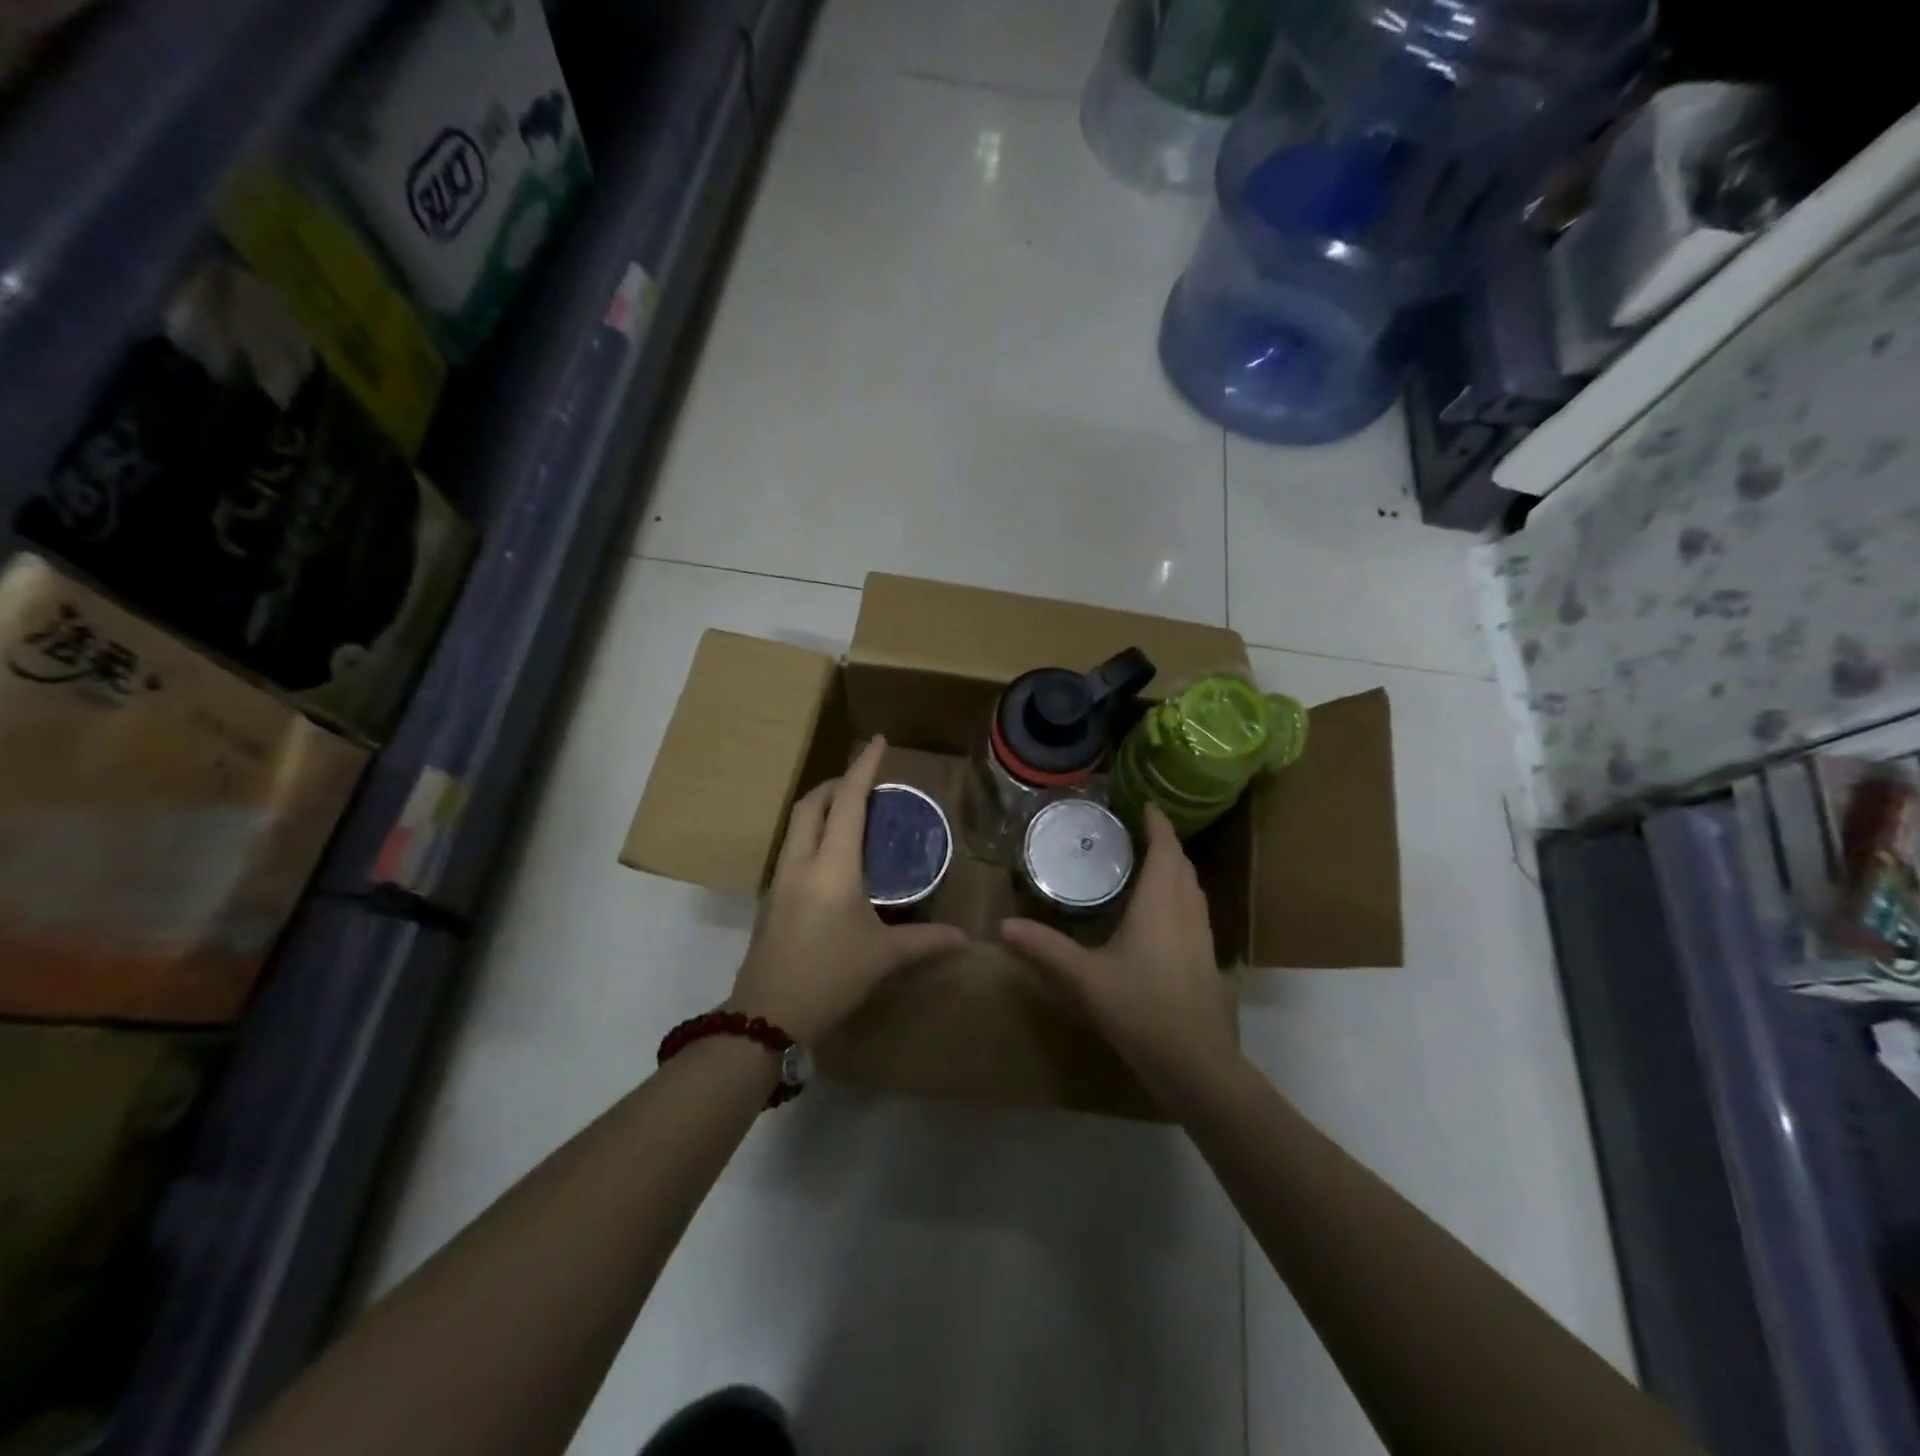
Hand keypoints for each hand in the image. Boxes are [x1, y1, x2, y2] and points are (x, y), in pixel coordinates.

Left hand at [728, 737, 967, 1043]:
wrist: (767, 1017)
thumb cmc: (831, 977)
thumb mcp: (883, 957)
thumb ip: (926, 941)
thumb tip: (966, 939)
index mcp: (833, 866)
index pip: (847, 801)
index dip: (863, 768)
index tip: (878, 742)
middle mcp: (802, 862)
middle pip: (811, 804)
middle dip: (836, 784)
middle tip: (865, 783)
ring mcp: (781, 879)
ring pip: (796, 825)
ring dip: (820, 807)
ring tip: (849, 813)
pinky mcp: (772, 899)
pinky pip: (793, 848)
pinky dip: (812, 834)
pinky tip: (832, 857)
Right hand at [1001, 804, 1238, 1106]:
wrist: (1196, 1064)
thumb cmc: (1141, 1009)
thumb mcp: (1084, 978)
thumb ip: (1045, 949)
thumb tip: (1003, 926)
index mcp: (1160, 903)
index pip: (1165, 849)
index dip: (1158, 824)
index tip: (1146, 805)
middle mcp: (1187, 911)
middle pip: (1181, 865)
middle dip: (1164, 844)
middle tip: (1137, 833)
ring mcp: (1203, 936)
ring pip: (1192, 889)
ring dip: (1174, 870)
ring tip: (1148, 865)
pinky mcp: (1207, 960)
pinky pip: (1195, 911)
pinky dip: (1179, 896)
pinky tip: (1159, 916)